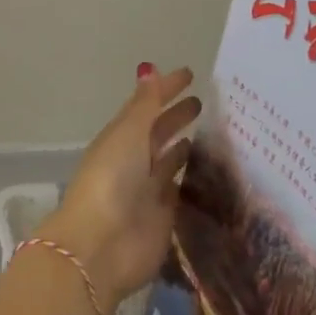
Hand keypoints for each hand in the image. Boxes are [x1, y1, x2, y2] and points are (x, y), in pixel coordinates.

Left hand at [38, 64, 201, 305]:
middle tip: (205, 104)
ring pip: (170, 161)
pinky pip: (181, 192)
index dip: (166, 88)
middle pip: (159, 132)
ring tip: (214, 134)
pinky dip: (193, 181)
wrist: (101, 245)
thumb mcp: (128, 133)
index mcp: (121, 136)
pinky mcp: (165, 219)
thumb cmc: (112, 178)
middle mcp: (134, 160)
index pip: (147, 105)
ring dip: (186, 147)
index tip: (191, 74)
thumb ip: (145, 105)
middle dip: (177, 116)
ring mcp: (149, 190)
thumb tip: (150, 69)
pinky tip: (214, 173)